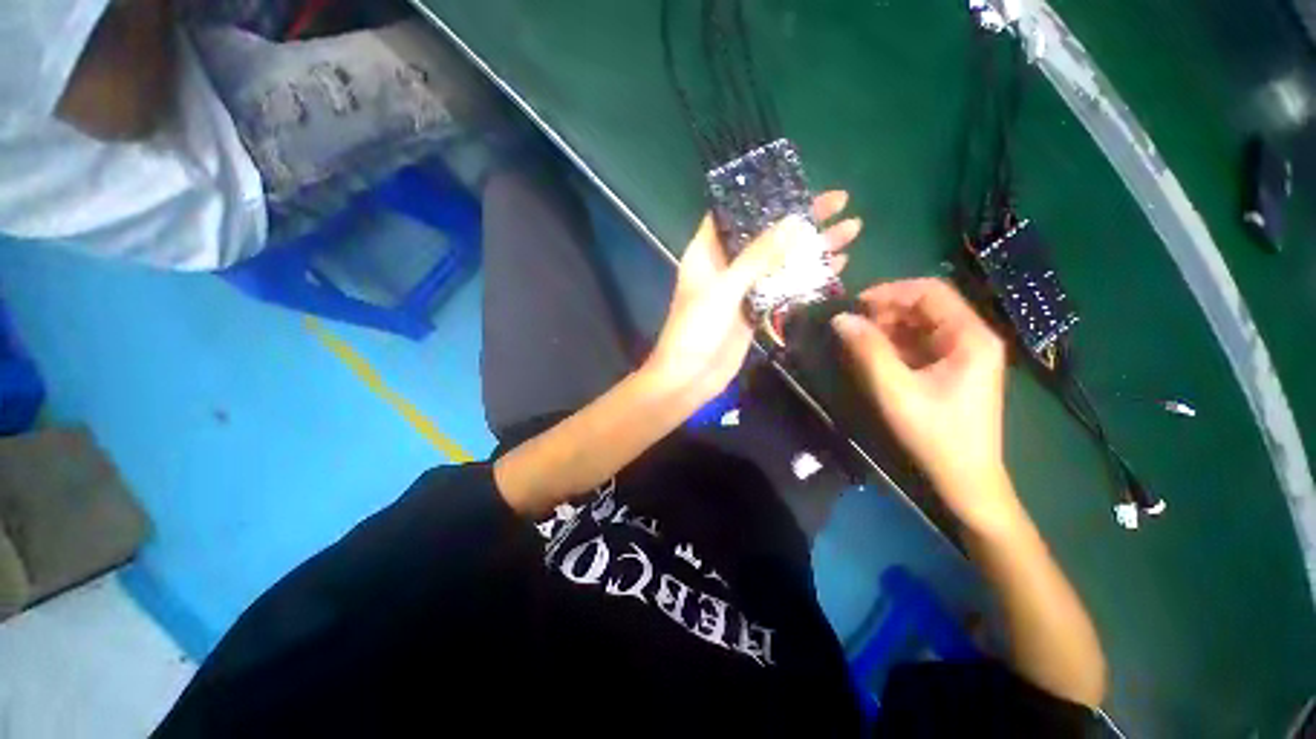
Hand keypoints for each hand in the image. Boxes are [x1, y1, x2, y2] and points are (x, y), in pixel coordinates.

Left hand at [643, 192, 861, 402]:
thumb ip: (758, 257)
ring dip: (811, 248)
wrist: (690, 378)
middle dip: (800, 220)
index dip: (763, 197)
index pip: (734, 213)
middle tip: (840, 202)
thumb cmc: (696, 330)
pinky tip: (836, 266)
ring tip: (850, 230)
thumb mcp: (724, 288)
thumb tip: (794, 222)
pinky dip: (806, 278)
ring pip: (778, 262)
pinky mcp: (754, 310)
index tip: (798, 184)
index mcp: (706, 252)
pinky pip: (782, 288)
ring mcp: (741, 289)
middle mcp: (724, 266)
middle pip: (764, 235)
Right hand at [832, 279, 1013, 525]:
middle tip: (852, 326)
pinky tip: (874, 356)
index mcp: (970, 337)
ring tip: (858, 342)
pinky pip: (920, 344)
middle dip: (886, 311)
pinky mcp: (952, 369)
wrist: (966, 478)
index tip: (854, 304)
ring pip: (920, 325)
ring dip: (887, 328)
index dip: (890, 291)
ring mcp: (963, 354)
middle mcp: (972, 338)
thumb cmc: (935, 433)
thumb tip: (840, 319)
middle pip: (926, 307)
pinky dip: (894, 345)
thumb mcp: (895, 390)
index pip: (930, 292)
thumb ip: (868, 350)